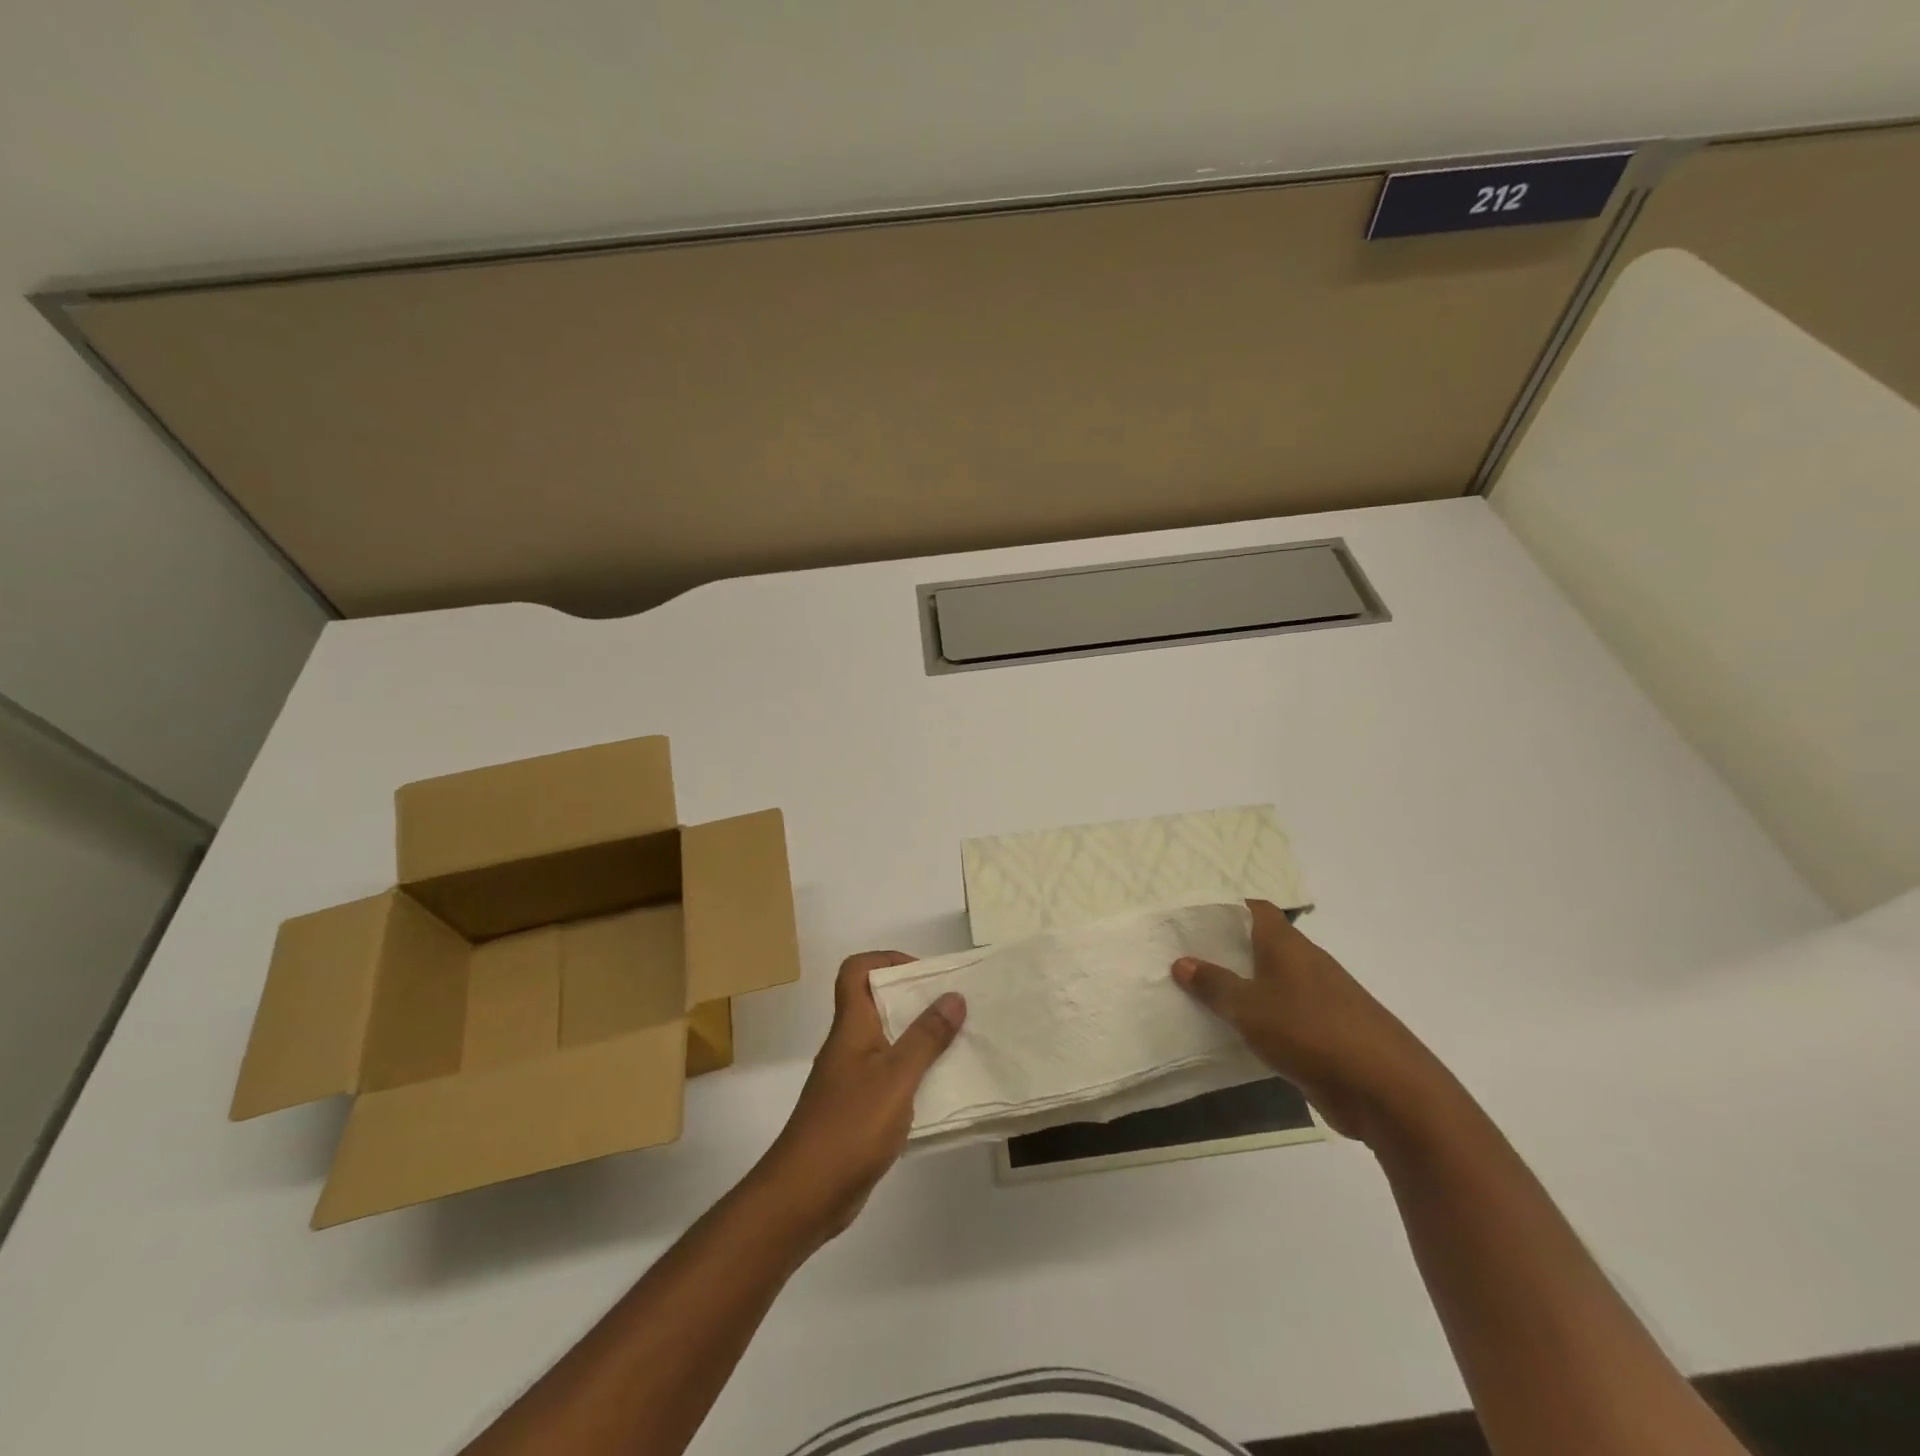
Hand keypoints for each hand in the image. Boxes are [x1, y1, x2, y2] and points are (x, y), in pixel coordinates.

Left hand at [754, 952, 965, 1240]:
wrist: (805, 1196)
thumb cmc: (849, 1126)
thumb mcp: (897, 1077)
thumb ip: (926, 1038)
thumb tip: (953, 996)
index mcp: (851, 1026)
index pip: (856, 971)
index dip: (886, 960)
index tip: (924, 974)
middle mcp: (849, 1046)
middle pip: (877, 1004)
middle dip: (915, 999)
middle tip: (954, 1007)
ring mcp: (851, 1080)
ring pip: (887, 1042)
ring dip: (919, 1039)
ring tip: (958, 1044)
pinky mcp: (858, 1111)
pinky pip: (890, 1078)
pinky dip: (915, 1076)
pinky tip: (941, 1090)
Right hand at [1172, 900, 1449, 1145]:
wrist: (1386, 1091)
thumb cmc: (1311, 1032)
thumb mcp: (1249, 1007)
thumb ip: (1214, 985)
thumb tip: (1182, 961)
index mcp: (1287, 945)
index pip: (1254, 909)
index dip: (1224, 909)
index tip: (1190, 921)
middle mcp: (1304, 964)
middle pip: (1258, 946)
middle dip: (1223, 952)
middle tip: (1181, 960)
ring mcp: (1318, 1000)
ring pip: (1268, 984)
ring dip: (1239, 990)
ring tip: (1195, 997)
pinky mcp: (1324, 1034)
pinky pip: (1280, 1017)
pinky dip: (1257, 1021)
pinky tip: (1230, 1034)